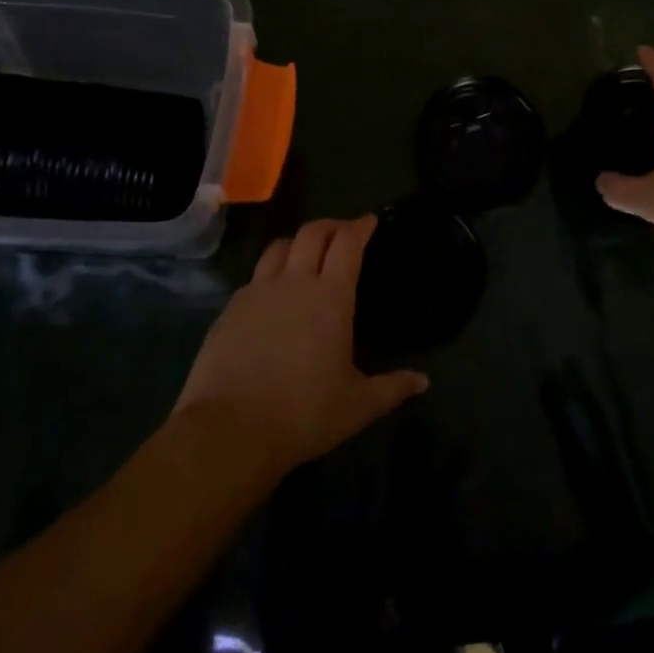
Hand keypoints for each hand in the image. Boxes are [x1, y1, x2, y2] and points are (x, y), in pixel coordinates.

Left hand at [172, 216, 427, 477]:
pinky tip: (272, 294)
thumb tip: (423, 381)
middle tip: (342, 232)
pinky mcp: (230, 309)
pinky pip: (254, 277)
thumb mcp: (357, 406)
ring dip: (297, 242)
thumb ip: (392, 388)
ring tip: (305, 254)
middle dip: (331, 225)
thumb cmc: (303, 414)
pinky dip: (270, 274)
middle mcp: (294, 283)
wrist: (229, 431)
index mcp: (331, 297)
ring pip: (278, 247)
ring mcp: (258, 292)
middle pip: (312, 233)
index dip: (360, 227)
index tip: (370, 221)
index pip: (347, 243)